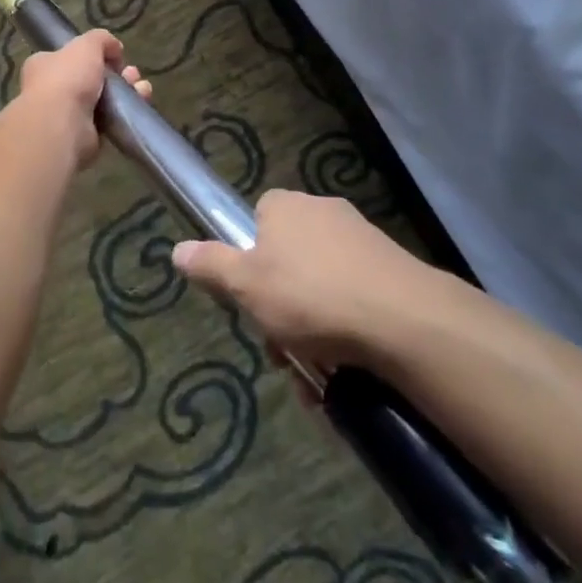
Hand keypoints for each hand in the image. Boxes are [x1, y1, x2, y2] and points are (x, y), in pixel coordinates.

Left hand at [16, 28, 149, 168]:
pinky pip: (109, 120)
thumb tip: (114, 49)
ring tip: (141, 88)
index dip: (93, 55)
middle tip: (132, 73)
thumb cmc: (67, 79)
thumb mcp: (86, 45)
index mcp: (43, 65)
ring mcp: (68, 115)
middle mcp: (52, 90)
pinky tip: (141, 103)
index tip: (114, 56)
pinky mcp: (84, 136)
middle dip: (116, 74)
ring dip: (125, 91)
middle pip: (91, 78)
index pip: (69, 57)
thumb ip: (101, 39)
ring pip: (103, 99)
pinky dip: (125, 112)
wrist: (62, 126)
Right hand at [173, 189, 418, 368]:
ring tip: (313, 377)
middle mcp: (322, 211)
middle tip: (280, 351)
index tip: (249, 300)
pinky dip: (344, 331)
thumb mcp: (246, 286)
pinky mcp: (392, 269)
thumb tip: (176, 250)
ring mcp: (362, 239)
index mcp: (285, 205)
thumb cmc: (310, 295)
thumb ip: (210, 265)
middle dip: (278, 308)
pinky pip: (354, 299)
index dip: (247, 261)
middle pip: (287, 260)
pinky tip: (344, 372)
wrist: (405, 320)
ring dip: (310, 329)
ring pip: (320, 286)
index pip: (256, 221)